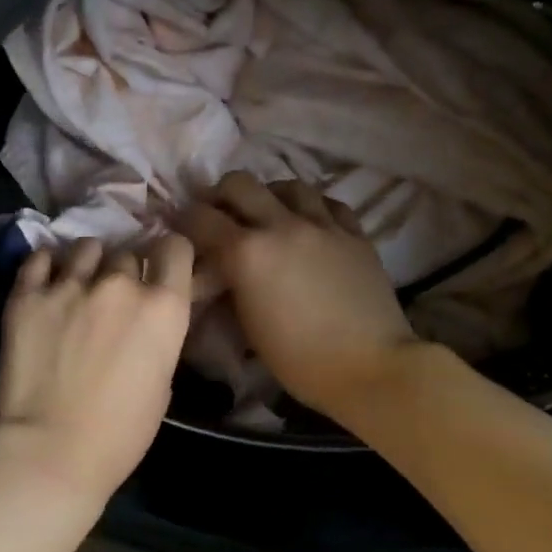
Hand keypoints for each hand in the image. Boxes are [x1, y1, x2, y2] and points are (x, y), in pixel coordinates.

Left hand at [0, 232, 194, 501]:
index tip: (159, 267)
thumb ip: (158, 340)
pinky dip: (46, 265)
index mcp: (163, 308)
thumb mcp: (162, 385)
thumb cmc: (120, 434)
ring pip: (85, 248)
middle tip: (112, 297)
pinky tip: (45, 280)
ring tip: (77, 283)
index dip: (168, 255)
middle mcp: (120, 285)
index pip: (176, 248)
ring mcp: (70, 285)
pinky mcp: (27, 295)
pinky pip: (39, 258)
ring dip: (87, 263)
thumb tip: (144, 324)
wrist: (51, 450)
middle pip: (127, 253)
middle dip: (123, 272)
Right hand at [177, 173, 420, 418]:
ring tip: (267, 214)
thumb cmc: (299, 360)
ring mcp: (322, 225)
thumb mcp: (247, 326)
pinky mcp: (355, 234)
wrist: (370, 367)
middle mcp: (281, 226)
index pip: (201, 219)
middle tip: (220, 214)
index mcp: (247, 253)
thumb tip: (218, 272)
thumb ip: (229, 286)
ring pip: (288, 185)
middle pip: (240, 184)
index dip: (185, 220)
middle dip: (221, 195)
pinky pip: (328, 203)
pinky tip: (308, 222)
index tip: (182, 229)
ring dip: (269, 195)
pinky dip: (311, 207)